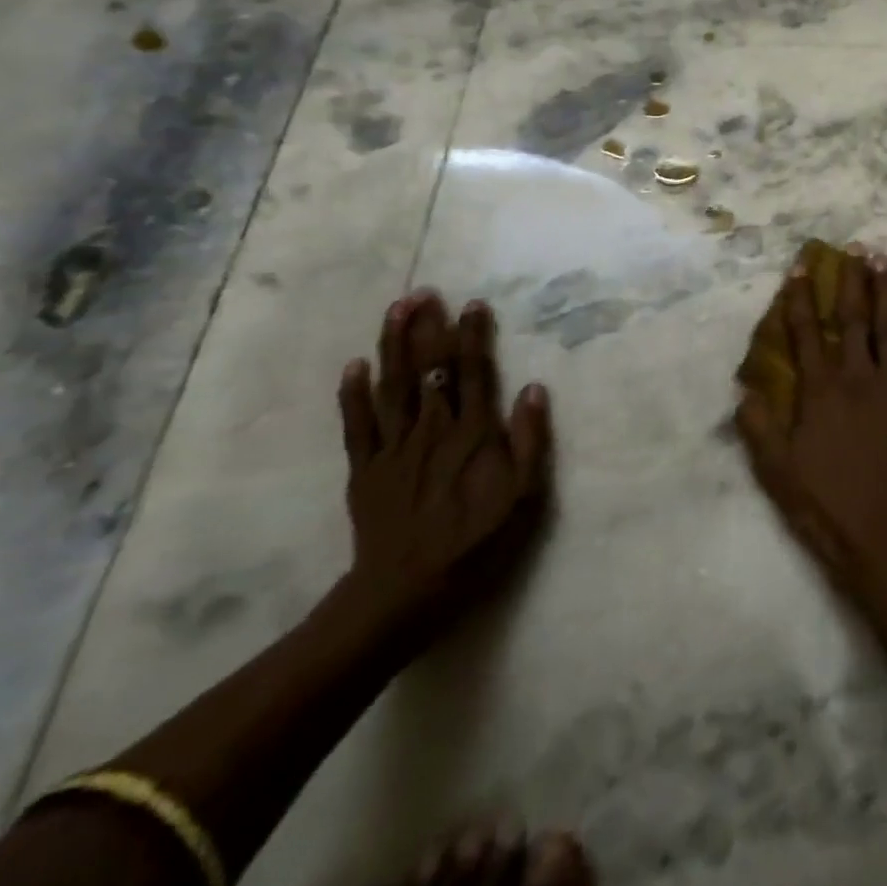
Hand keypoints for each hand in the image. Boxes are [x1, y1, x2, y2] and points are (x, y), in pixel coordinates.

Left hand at [336, 290, 552, 638]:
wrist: (404, 593)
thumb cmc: (475, 544)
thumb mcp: (523, 499)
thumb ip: (530, 441)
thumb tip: (532, 389)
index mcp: (472, 434)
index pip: (472, 373)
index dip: (473, 336)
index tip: (473, 304)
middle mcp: (431, 430)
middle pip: (428, 369)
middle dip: (428, 328)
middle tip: (425, 292)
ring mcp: (393, 448)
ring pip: (393, 386)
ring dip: (393, 345)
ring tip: (396, 310)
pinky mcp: (364, 470)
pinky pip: (357, 425)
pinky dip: (353, 394)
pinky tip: (354, 365)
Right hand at [737, 249, 886, 598]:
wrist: (886, 538)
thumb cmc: (827, 506)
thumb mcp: (778, 472)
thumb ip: (759, 428)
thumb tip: (744, 391)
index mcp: (822, 392)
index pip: (806, 334)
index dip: (801, 298)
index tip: (802, 267)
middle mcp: (860, 378)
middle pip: (854, 320)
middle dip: (854, 281)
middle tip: (858, 248)